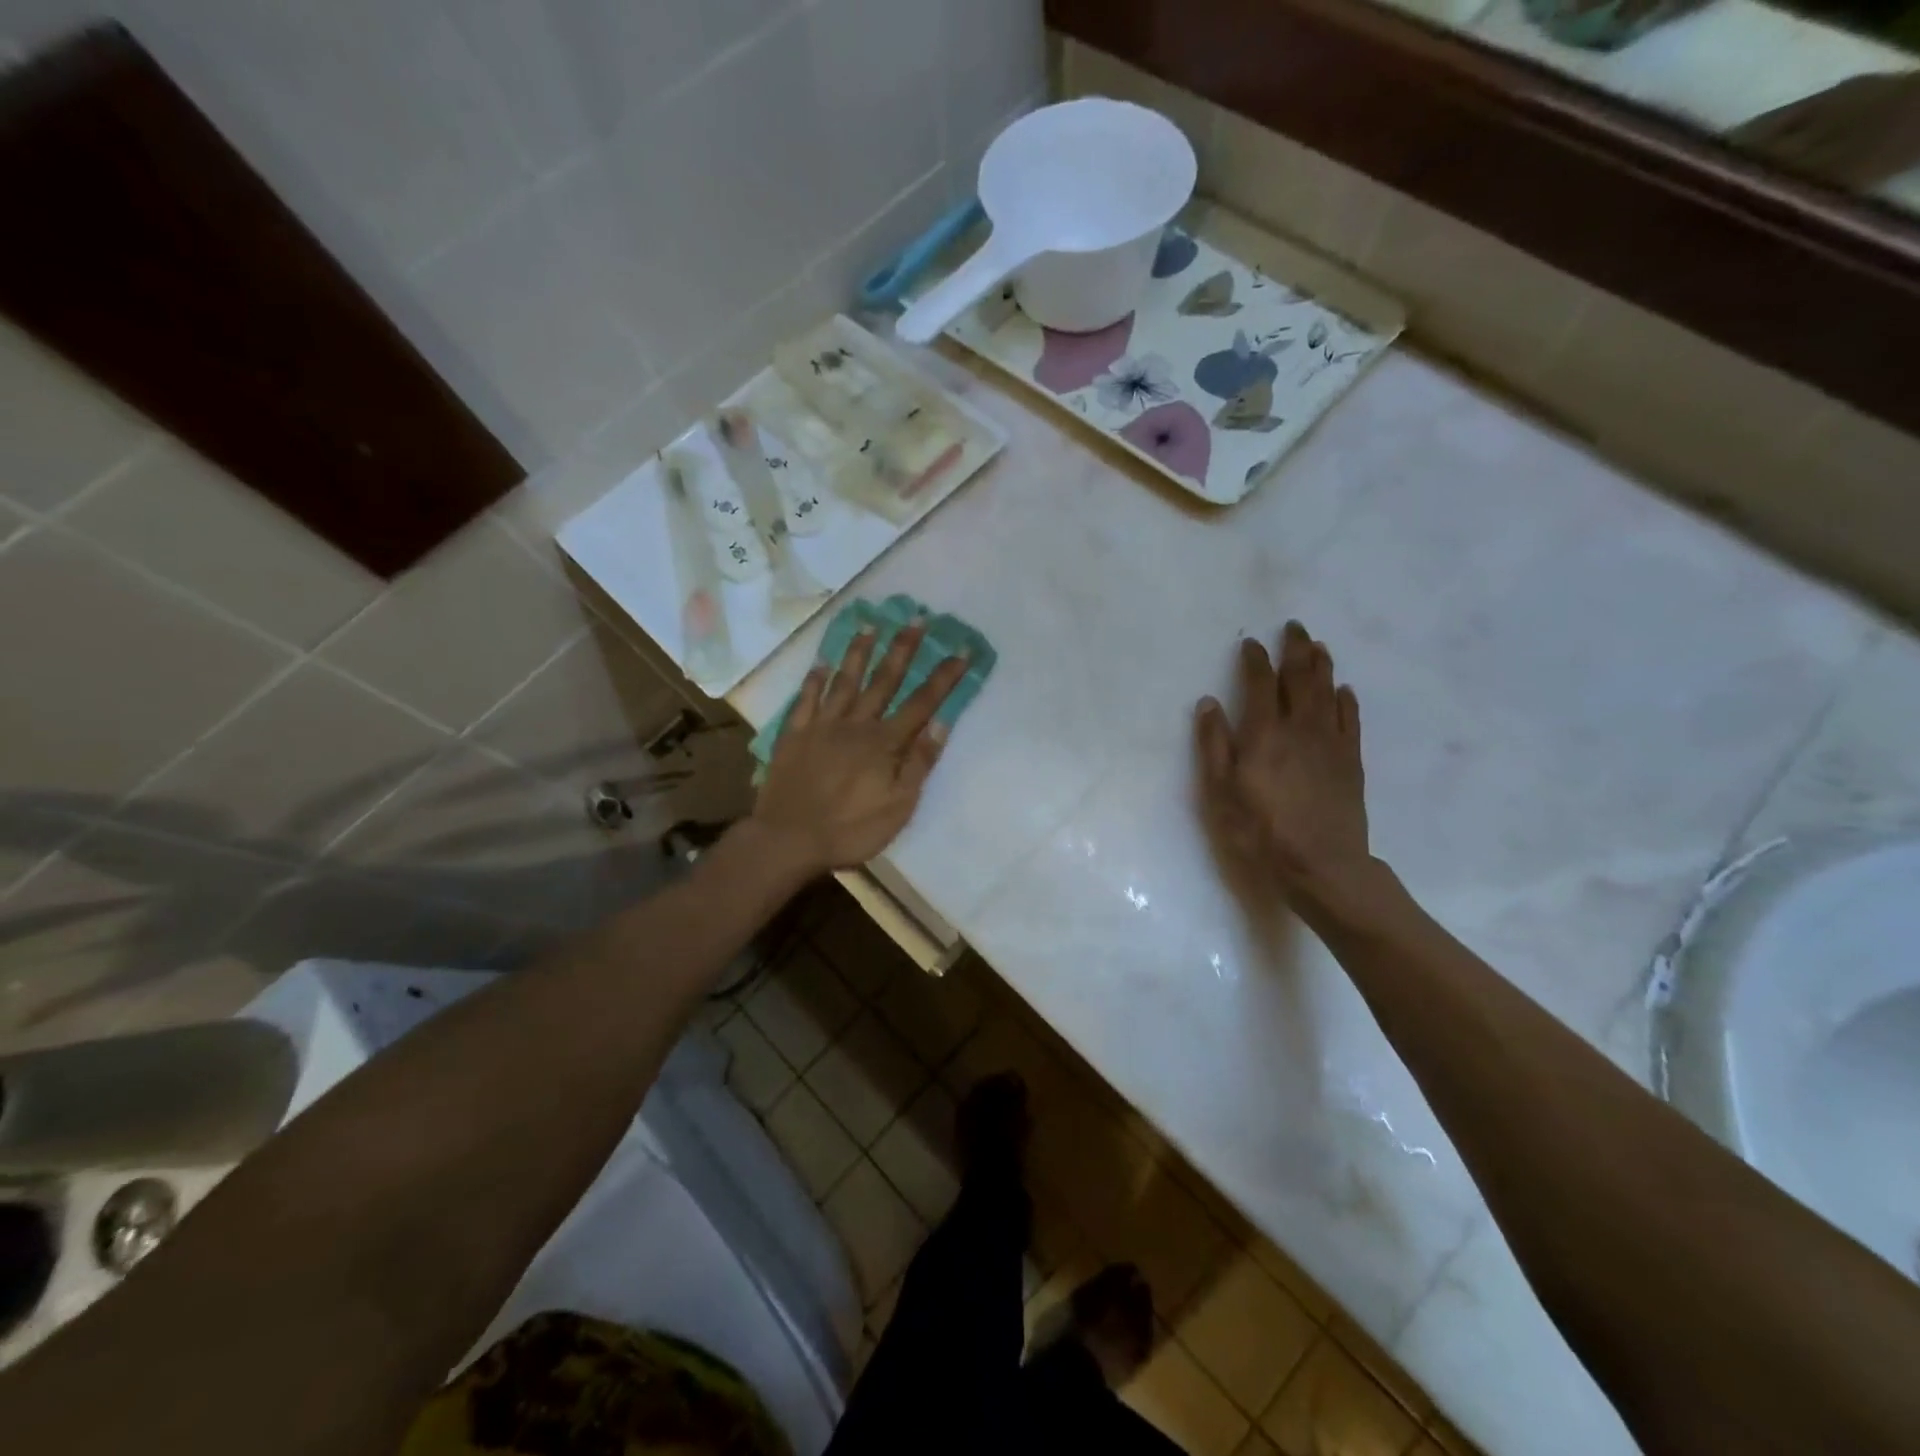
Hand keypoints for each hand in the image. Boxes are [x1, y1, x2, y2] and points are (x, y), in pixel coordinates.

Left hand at [751, 620, 969, 875]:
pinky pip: (806, 699)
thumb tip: (941, 724)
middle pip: (884, 681)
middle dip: (903, 649)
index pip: (921, 703)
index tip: (961, 650)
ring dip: (859, 652)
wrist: (788, 840)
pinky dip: (814, 680)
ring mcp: (821, 726)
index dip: (943, 677)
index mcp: (884, 743)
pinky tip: (821, 663)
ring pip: (844, 681)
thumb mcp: (898, 807)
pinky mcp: (794, 735)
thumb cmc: (850, 830)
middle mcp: (855, 725)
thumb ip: (919, 764)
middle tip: (916, 619)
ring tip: (870, 624)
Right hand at [1194, 622, 1376, 915]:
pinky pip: (1351, 719)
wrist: (1321, 865)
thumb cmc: (1260, 832)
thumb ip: (1214, 745)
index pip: (1261, 683)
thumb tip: (1209, 702)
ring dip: (1322, 664)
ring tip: (1318, 645)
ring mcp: (1331, 743)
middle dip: (1295, 648)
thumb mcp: (1220, 792)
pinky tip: (1344, 690)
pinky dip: (1346, 699)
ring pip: (1328, 691)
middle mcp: (1300, 728)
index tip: (1250, 643)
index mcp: (1264, 734)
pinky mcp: (1351, 761)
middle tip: (1293, 627)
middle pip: (1301, 677)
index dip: (1255, 659)